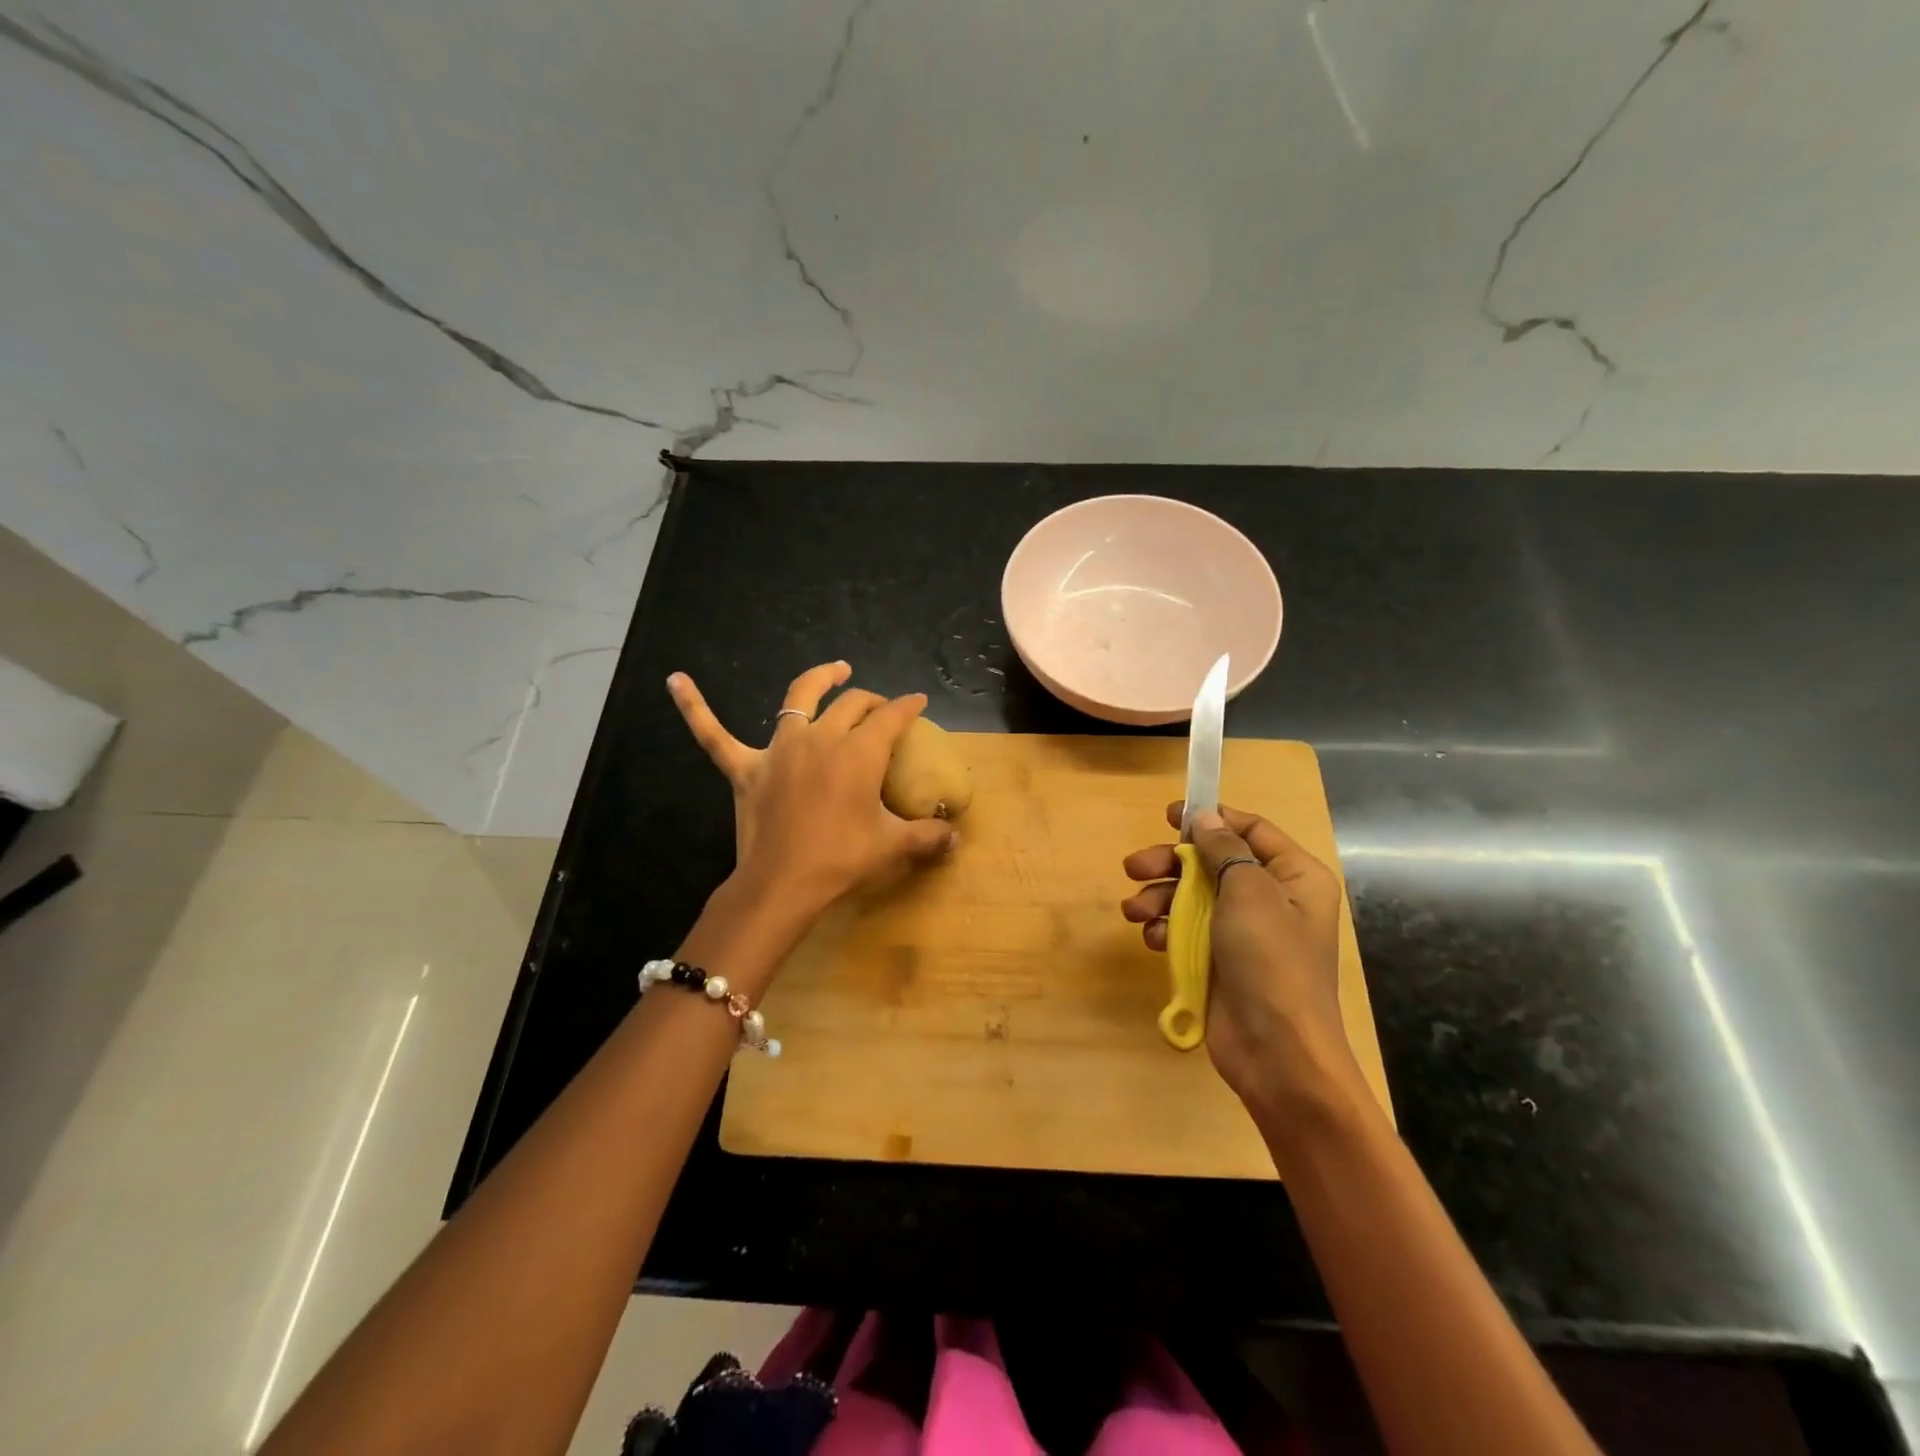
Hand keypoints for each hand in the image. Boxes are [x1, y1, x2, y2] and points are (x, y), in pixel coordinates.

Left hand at [669, 662, 957, 917]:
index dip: (908, 706)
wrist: (783, 885)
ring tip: (836, 670)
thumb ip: (928, 837)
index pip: (891, 717)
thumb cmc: (842, 861)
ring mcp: (780, 749)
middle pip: (852, 704)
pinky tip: (675, 680)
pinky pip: (714, 734)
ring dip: (820, 680)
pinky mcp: (745, 768)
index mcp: (859, 752)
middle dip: (872, 700)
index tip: (918, 702)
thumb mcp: (893, 847)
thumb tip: (955, 837)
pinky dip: (695, 707)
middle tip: (883, 708)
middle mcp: (821, 738)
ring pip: (799, 698)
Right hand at [1121, 802, 1359, 1109]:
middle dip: (1171, 863)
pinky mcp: (1219, 960)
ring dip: (1159, 898)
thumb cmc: (1270, 961)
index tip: (1170, 815)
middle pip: (1212, 862)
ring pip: (1192, 896)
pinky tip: (1153, 940)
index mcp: (1294, 876)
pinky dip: (1166, 930)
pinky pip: (1186, 930)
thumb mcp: (1249, 892)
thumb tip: (1206, 818)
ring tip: (1134, 911)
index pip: (1251, 830)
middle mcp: (1270, 898)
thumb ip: (1223, 849)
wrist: (1277, 1053)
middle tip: (1133, 867)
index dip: (1211, 818)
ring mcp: (1242, 932)